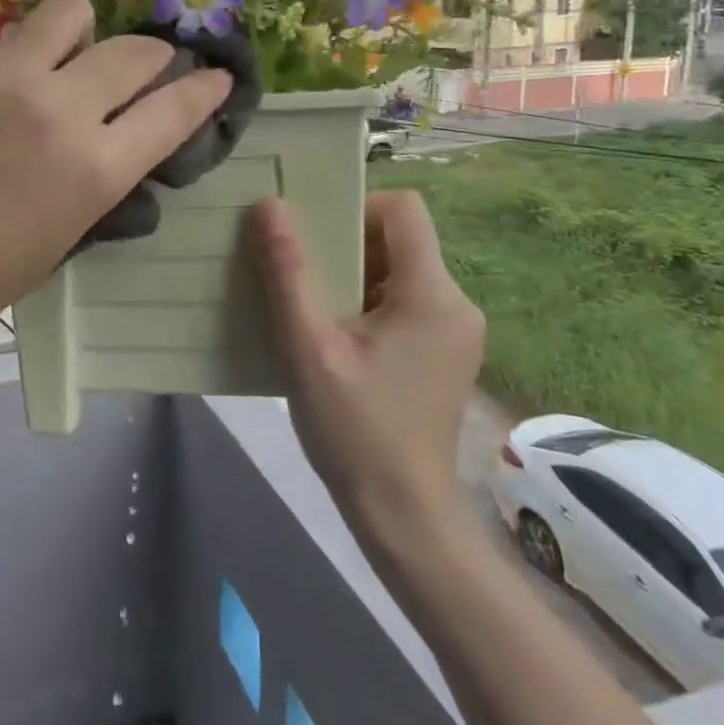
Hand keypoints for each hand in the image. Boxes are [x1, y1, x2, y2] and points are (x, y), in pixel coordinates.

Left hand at [0, 0, 231, 366]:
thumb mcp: (63, 235)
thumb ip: (100, 176)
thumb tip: (119, 136)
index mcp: (94, 168)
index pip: (175, 109)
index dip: (205, 89)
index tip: (215, 76)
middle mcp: (56, 107)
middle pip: (133, 50)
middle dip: (154, 56)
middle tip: (144, 67)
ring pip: (68, 12)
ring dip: (82, 32)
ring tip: (65, 56)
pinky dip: (9, 66)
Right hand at [248, 191, 484, 540]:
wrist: (404, 518)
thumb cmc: (356, 431)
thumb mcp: (309, 348)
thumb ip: (288, 273)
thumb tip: (268, 206)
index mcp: (432, 294)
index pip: (403, 209)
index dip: (354, 206)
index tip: (311, 233)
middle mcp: (455, 303)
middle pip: (398, 239)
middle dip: (344, 245)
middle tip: (296, 268)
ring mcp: (454, 330)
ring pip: (397, 271)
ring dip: (351, 276)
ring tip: (307, 302)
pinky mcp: (444, 353)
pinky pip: (402, 302)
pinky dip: (365, 303)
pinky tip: (331, 334)